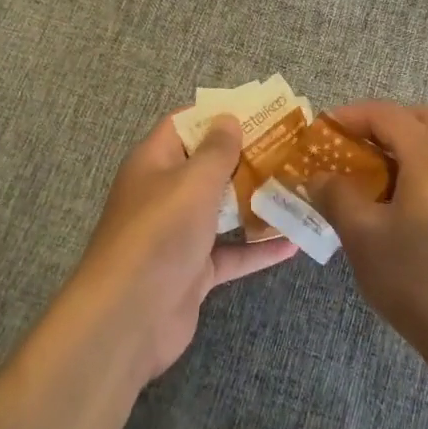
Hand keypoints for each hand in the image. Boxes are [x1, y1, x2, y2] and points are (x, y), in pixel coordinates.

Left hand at [74, 112, 296, 384]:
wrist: (128, 318)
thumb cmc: (160, 233)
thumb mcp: (192, 181)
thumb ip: (216, 150)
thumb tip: (228, 118)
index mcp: (155, 161)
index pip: (185, 124)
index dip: (218, 115)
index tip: (259, 110)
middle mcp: (165, 193)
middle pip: (209, 167)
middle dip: (247, 157)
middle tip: (291, 148)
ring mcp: (179, 234)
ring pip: (223, 210)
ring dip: (257, 201)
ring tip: (299, 188)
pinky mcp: (193, 271)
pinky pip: (231, 252)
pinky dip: (258, 248)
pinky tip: (294, 243)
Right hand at [310, 101, 427, 364]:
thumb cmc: (418, 282)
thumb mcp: (363, 238)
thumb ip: (337, 197)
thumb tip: (320, 177)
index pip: (388, 114)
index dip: (351, 116)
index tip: (324, 131)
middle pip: (424, 118)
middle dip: (386, 123)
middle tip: (357, 147)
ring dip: (410, 146)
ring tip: (379, 177)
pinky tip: (407, 206)